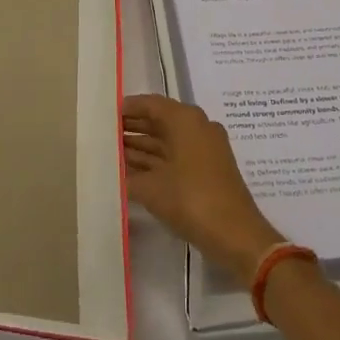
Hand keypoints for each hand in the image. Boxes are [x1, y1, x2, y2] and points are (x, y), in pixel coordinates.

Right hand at [123, 94, 285, 288]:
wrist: (236, 236)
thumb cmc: (191, 200)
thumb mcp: (151, 188)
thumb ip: (127, 176)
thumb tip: (111, 171)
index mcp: (186, 119)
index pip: (151, 104)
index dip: (127, 109)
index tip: (104, 115)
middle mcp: (197, 127)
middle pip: (159, 121)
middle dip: (132, 129)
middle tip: (103, 136)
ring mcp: (205, 149)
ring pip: (167, 142)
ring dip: (141, 148)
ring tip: (111, 155)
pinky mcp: (208, 170)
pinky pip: (175, 158)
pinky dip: (155, 163)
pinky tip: (130, 174)